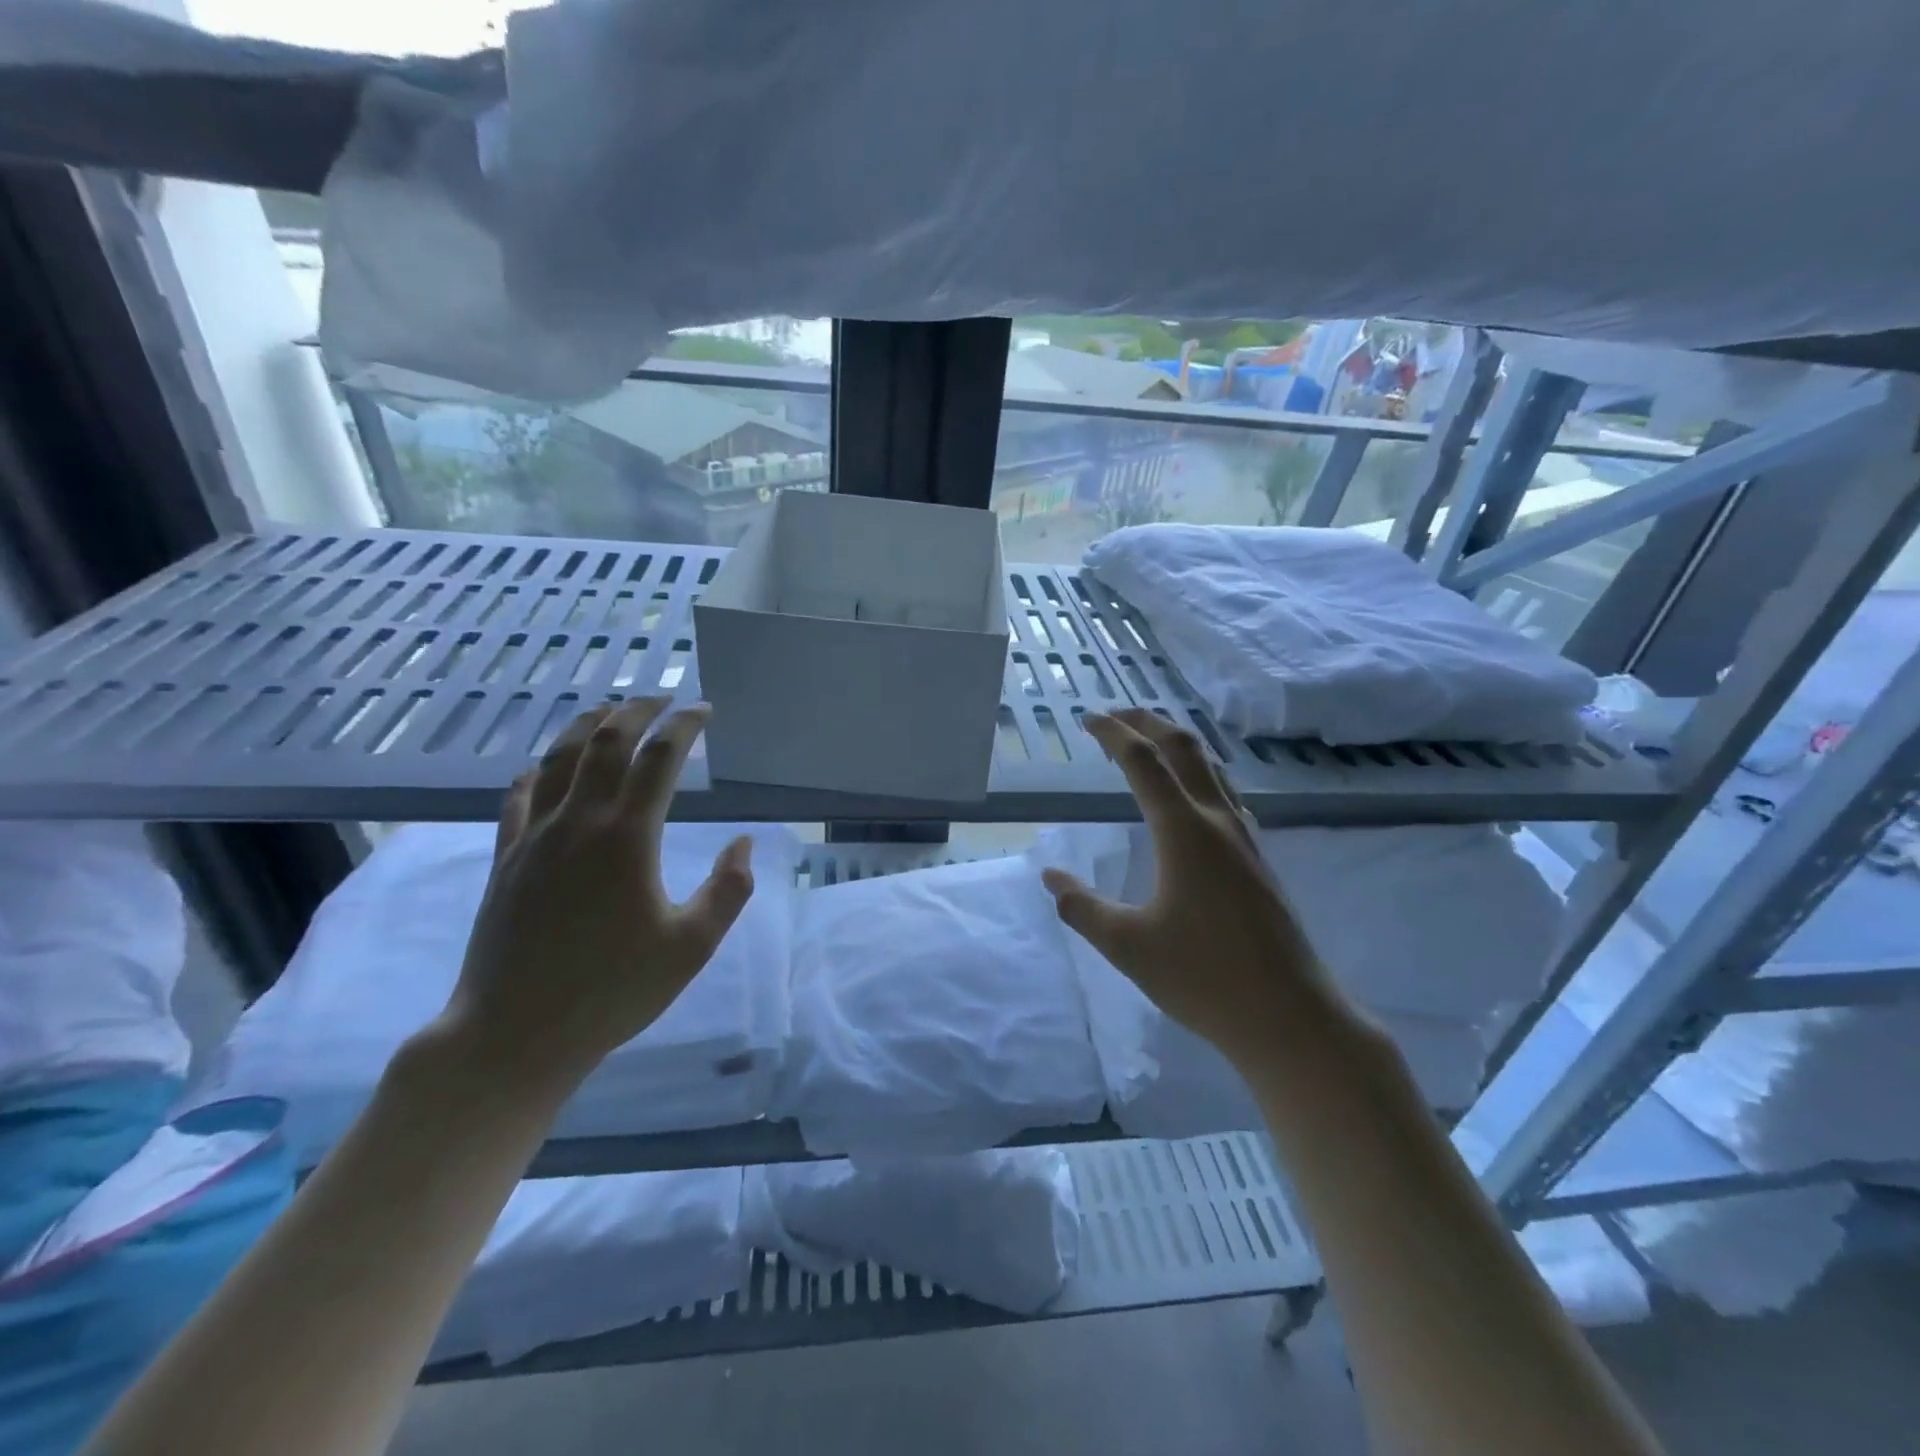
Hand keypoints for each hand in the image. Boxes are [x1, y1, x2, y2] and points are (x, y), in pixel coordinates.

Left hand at [438, 697, 754, 1090]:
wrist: (513, 1034)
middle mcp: (578, 822)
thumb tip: (744, 843)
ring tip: (610, 712)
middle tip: (662, 700)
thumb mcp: (691, 947)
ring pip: (558, 758)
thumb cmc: (612, 991)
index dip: (684, 726)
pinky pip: (520, 795)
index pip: (659, 759)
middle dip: (637, 711)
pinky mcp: (506, 858)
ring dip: (588, 726)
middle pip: (605, 742)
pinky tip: (548, 765)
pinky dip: (540, 768)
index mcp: (627, 838)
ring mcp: (534, 837)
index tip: (703, 712)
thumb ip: (727, 890)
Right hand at [1040, 709, 1337, 1074]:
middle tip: (1116, 715)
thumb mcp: (1127, 945)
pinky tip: (1193, 798)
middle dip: (1148, 723)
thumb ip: (1082, 907)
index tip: (1088, 719)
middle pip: (1184, 749)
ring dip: (1178, 745)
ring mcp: (1245, 840)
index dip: (1113, 734)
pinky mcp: (1259, 861)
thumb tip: (1049, 877)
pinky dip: (1200, 774)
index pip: (1143, 762)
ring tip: (1150, 743)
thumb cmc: (1204, 977)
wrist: (1291, 1016)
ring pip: (1212, 769)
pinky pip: (1227, 795)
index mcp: (1183, 831)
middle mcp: (1217, 822)